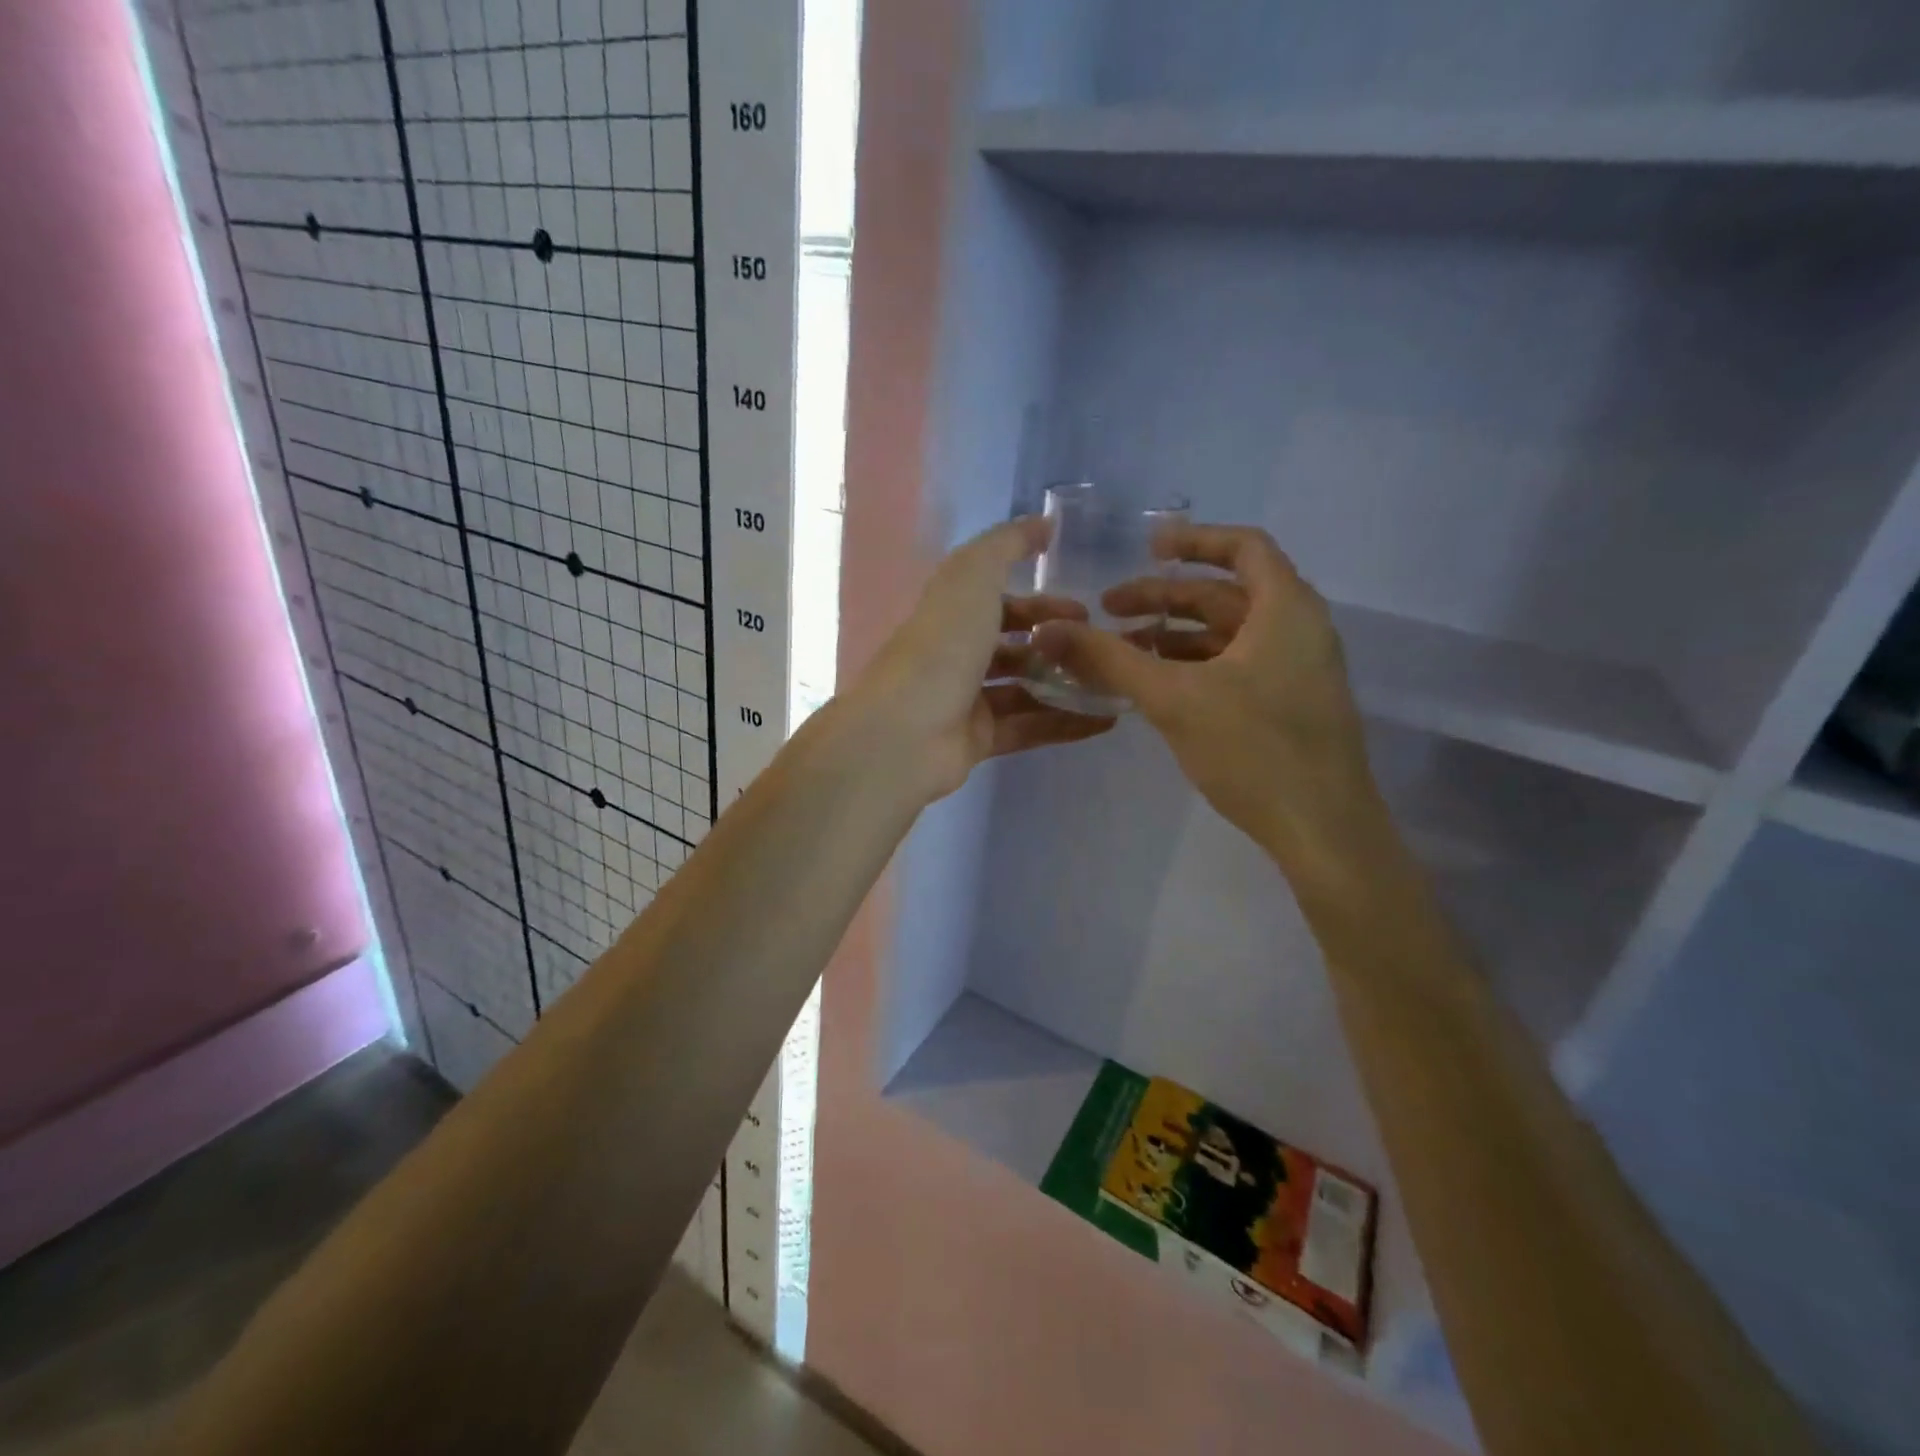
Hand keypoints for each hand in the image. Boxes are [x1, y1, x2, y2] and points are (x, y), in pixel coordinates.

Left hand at [847, 516, 1114, 802]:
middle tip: (1100, 649)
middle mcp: (957, 655)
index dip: (1041, 602)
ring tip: (1112, 684)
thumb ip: (1007, 544)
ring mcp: (966, 700)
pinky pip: (1029, 728)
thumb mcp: (972, 577)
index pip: (1000, 601)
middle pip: (1014, 646)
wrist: (906, 731)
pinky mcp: (978, 740)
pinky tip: (1106, 720)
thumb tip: (1043, 523)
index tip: (1085, 608)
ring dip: (1065, 684)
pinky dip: (1065, 724)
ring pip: (1025, 688)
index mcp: (951, 613)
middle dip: (1057, 644)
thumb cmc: (942, 647)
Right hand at [1032, 523, 1387, 878]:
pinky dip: (1195, 665)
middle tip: (1110, 610)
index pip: (1243, 547)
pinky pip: (1236, 666)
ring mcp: (1297, 669)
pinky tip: (1157, 686)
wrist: (1322, 830)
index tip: (1147, 548)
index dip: (1193, 540)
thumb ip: (1109, 660)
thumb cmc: (1254, 750)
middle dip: (1165, 598)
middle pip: (1226, 594)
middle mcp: (1298, 629)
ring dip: (1175, 635)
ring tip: (1123, 650)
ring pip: (1228, 634)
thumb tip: (1048, 630)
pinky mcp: (1290, 705)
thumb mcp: (1173, 698)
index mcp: (1285, 609)